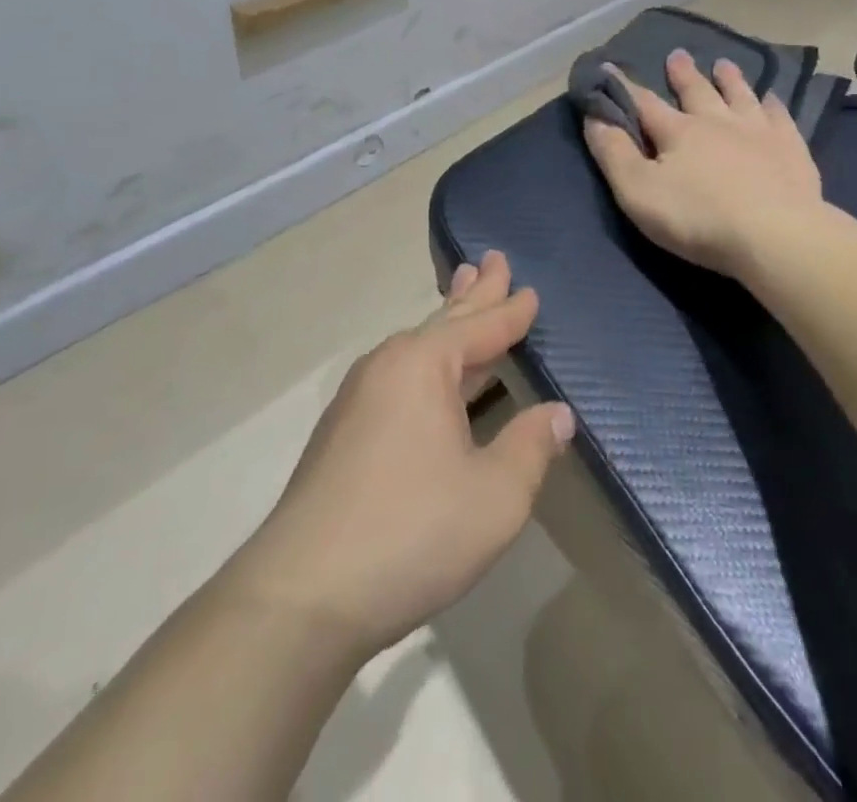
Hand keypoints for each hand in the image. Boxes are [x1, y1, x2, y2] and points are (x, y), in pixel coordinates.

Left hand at [229, 252, 572, 661]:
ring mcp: (358, 398)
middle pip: (444, 320)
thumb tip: (556, 414)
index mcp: (425, 364)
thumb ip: (530, 447)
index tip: (532, 290)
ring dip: (446, 320)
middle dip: (473, 292)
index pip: (482, 327)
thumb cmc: (411, 533)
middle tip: (491, 259)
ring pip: (417, 346)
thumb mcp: (495, 496)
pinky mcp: (342, 432)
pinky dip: (426, 358)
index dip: (512, 312)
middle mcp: (388, 366)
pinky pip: (400, 374)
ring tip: (462, 293)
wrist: (300, 597)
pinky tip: (428, 373)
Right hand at [583, 50, 824, 279]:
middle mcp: (717, 121)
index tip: (611, 66)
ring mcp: (758, 131)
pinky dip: (773, 105)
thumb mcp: (639, 192)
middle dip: (684, 74)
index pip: (644, 103)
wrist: (776, 235)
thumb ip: (614, 154)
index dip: (624, 86)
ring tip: (724, 64)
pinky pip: (780, 117)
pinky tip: (773, 99)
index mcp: (678, 132)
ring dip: (729, 79)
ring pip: (740, 96)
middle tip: (678, 54)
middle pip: (697, 91)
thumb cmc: (699, 218)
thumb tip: (594, 116)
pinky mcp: (790, 148)